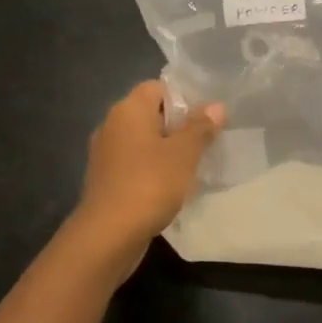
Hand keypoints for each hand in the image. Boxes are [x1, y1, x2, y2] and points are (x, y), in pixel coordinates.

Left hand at [76, 80, 225, 246]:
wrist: (108, 234)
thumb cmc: (149, 184)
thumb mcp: (184, 154)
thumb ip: (200, 127)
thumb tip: (215, 106)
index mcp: (128, 110)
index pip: (157, 87)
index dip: (183, 98)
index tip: (205, 119)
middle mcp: (112, 125)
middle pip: (150, 114)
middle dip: (178, 127)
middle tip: (205, 144)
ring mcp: (105, 154)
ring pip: (143, 141)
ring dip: (166, 151)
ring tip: (192, 168)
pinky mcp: (105, 179)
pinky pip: (134, 164)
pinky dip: (152, 170)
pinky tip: (170, 188)